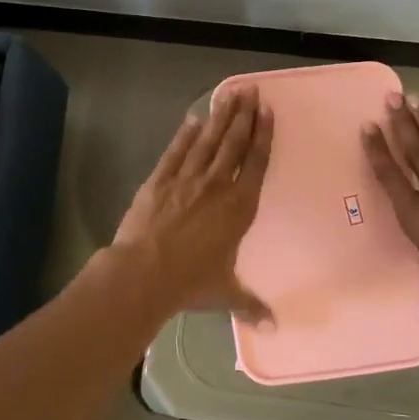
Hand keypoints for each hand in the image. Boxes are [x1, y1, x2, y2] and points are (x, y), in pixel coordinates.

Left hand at [115, 86, 274, 320]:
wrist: (144, 273)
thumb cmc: (191, 282)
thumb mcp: (225, 293)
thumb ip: (250, 304)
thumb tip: (273, 327)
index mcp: (239, 207)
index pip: (256, 163)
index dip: (264, 136)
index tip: (269, 113)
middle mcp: (217, 185)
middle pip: (234, 143)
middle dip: (245, 116)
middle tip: (252, 91)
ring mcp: (187, 179)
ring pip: (208, 141)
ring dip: (220, 117)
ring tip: (230, 94)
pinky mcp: (159, 180)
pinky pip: (176, 152)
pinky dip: (185, 134)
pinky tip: (193, 119)